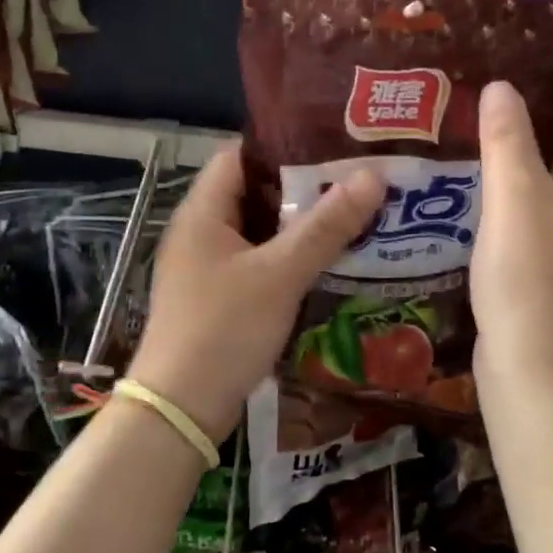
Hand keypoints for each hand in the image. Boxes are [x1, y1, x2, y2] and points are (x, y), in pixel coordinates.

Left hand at [127, 147, 383, 441]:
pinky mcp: (217, 298)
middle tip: (354, 180)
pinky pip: (256, 263)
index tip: (332, 144)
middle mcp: (200, 232)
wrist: (180, 408)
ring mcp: (206, 267)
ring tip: (351, 216)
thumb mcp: (280, 273)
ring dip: (298, 226)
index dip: (283, 145)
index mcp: (203, 212)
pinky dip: (287, 258)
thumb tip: (373, 175)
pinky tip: (325, 263)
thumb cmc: (224, 328)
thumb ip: (326, 226)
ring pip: (258, 232)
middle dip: (302, 187)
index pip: (240, 155)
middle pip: (253, 193)